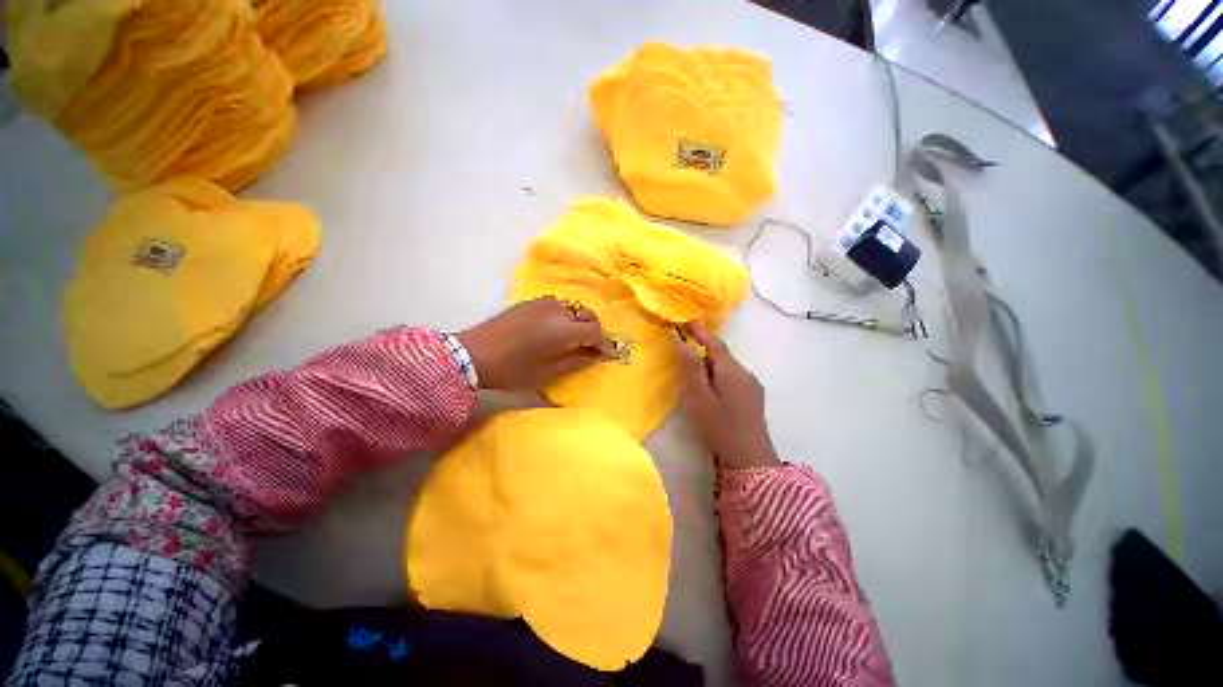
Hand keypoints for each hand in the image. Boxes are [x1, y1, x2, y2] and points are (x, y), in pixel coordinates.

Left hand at [458, 297, 605, 390]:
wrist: (472, 354)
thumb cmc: (512, 370)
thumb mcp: (546, 373)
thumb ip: (575, 363)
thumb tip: (593, 357)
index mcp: (563, 330)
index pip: (594, 331)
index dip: (602, 344)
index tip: (603, 355)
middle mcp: (557, 310)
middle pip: (587, 315)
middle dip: (593, 330)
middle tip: (590, 347)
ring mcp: (542, 303)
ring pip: (573, 307)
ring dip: (579, 321)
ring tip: (573, 338)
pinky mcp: (530, 302)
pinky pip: (557, 305)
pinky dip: (564, 316)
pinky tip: (555, 330)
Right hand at [675, 324, 779, 469]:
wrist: (751, 460)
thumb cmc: (721, 427)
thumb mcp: (699, 398)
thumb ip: (691, 370)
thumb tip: (682, 343)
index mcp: (732, 370)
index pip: (714, 343)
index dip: (700, 332)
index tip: (686, 322)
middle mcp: (745, 373)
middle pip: (721, 356)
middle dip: (702, 353)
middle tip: (682, 359)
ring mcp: (752, 386)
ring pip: (727, 368)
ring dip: (710, 367)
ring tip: (694, 380)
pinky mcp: (753, 398)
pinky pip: (732, 379)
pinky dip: (718, 378)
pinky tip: (711, 393)